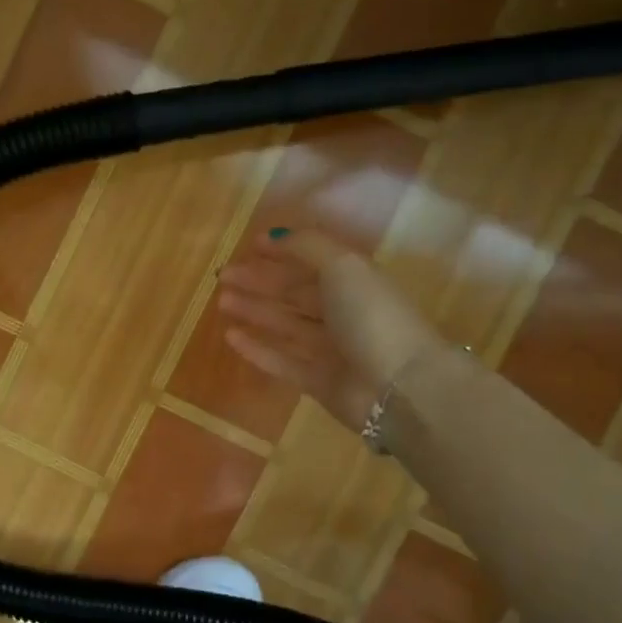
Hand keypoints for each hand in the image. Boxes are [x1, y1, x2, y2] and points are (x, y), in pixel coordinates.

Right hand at [217, 229, 441, 430]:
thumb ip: (307, 246)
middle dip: (260, 281)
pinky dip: (257, 349)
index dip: (283, 251)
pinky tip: (231, 336)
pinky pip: (282, 361)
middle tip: (223, 276)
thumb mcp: (344, 266)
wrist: (399, 387)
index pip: (313, 260)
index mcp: (355, 280)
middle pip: (296, 292)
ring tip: (222, 301)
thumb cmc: (372, 316)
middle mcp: (344, 312)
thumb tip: (274, 235)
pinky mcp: (319, 382)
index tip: (249, 246)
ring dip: (255, 311)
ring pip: (286, 325)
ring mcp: (332, 349)